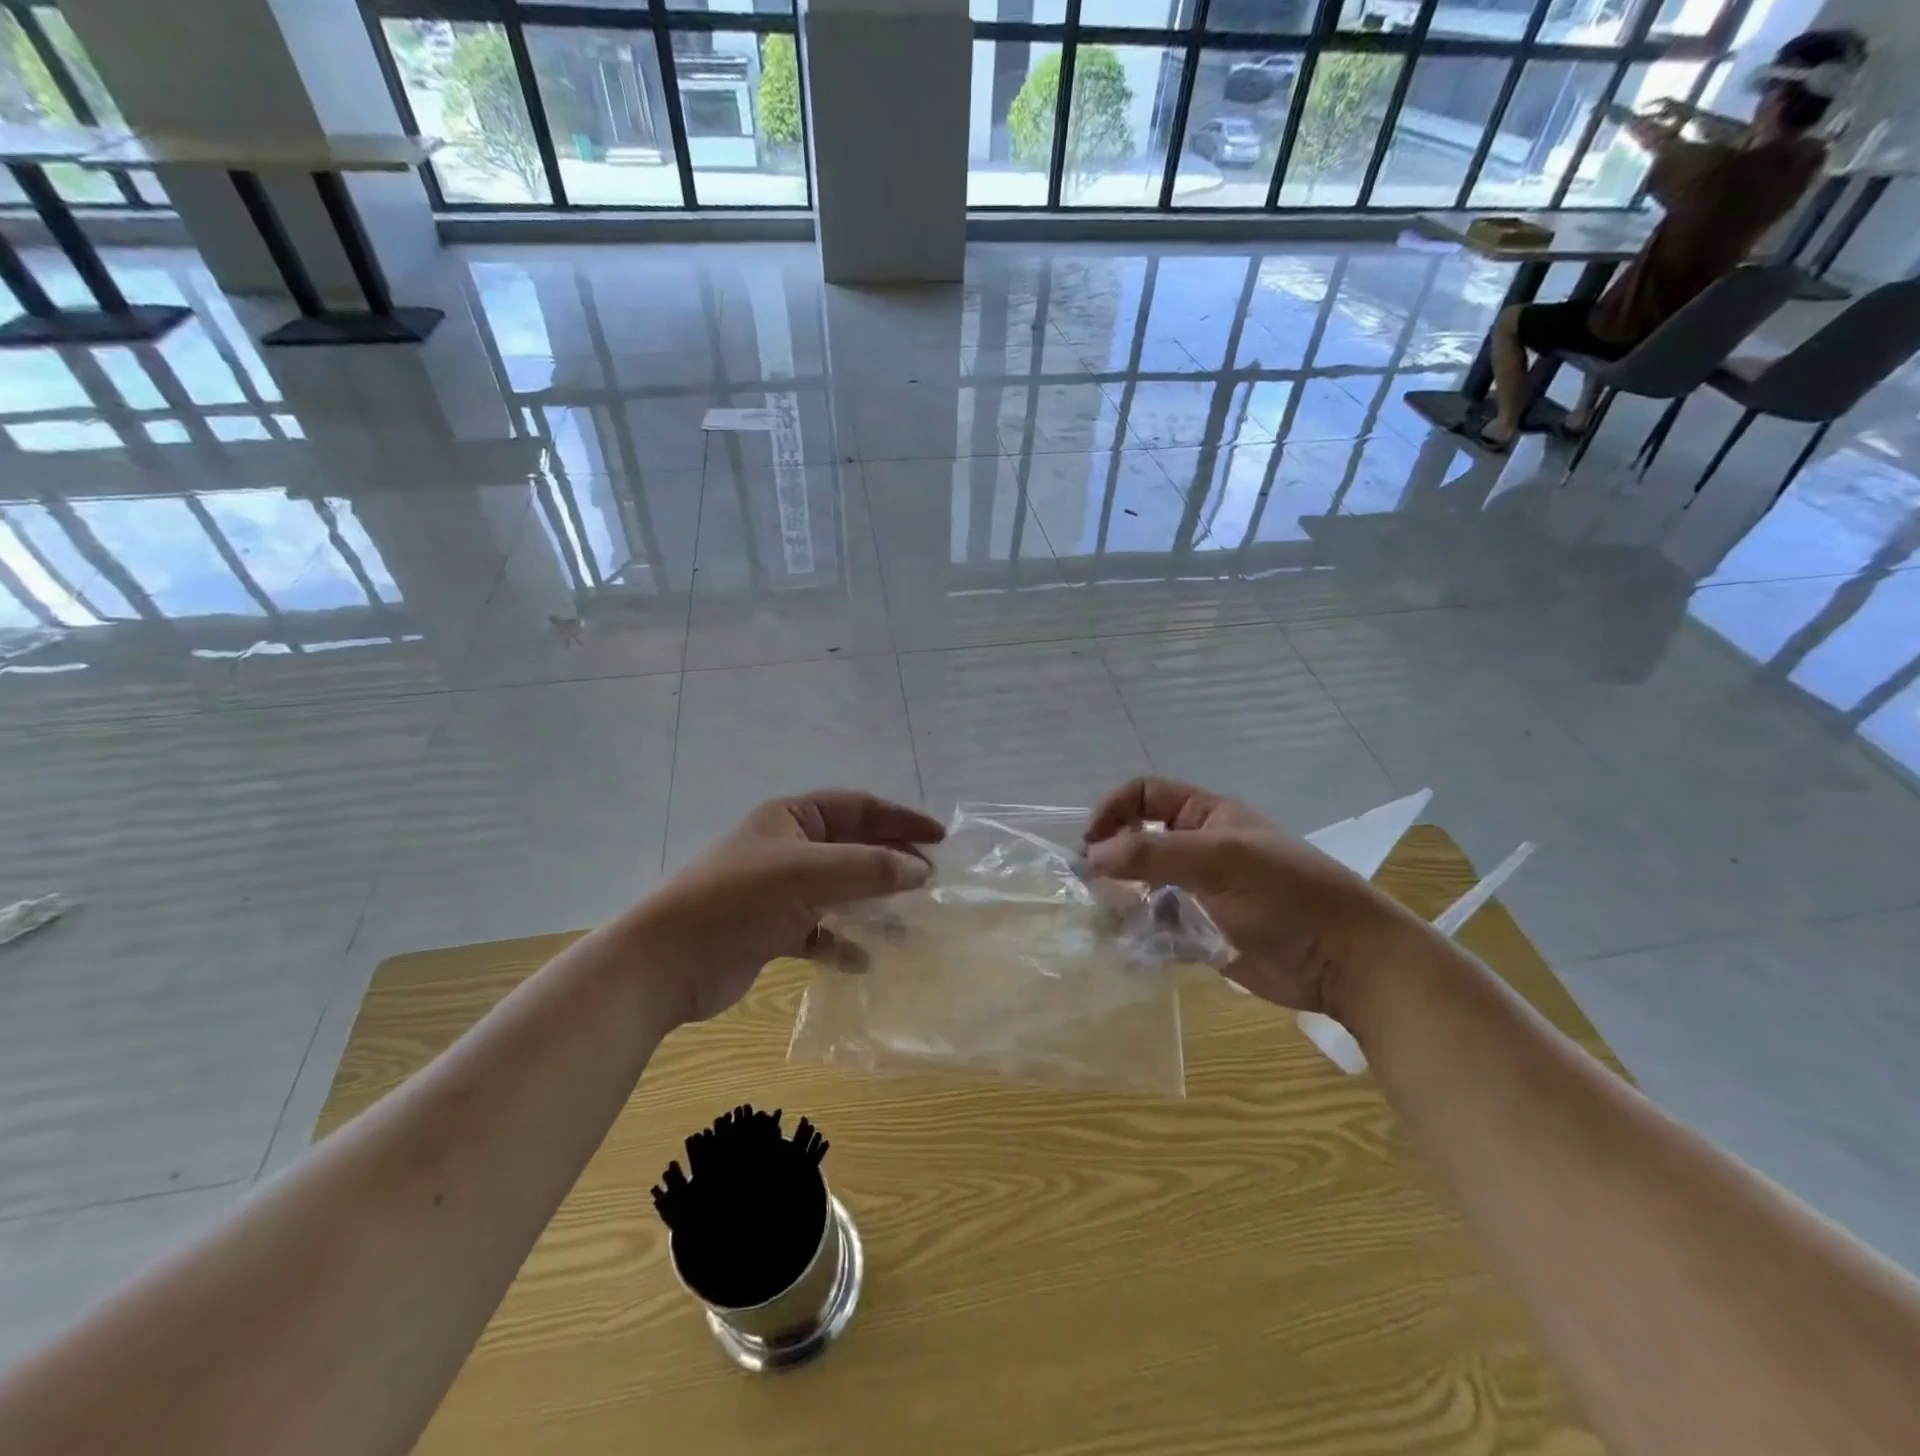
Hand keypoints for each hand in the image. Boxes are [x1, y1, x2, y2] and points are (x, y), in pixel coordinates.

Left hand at [630, 790, 944, 1027]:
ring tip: (912, 920)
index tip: (939, 837)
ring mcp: (779, 891)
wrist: (666, 964)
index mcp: (790, 819)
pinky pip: (820, 931)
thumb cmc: (738, 901)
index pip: (857, 807)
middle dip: (892, 861)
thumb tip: (922, 870)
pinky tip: (866, 959)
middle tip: (933, 879)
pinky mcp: (772, 931)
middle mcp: (787, 849)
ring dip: (874, 903)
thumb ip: (869, 868)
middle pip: (852, 848)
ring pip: (840, 890)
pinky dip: (843, 942)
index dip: (900, 818)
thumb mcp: (808, 874)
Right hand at [1082, 777, 1427, 1016]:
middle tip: (1091, 886)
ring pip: (1143, 888)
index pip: (1146, 795)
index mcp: (1208, 817)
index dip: (1115, 809)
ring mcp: (1200, 893)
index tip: (1091, 841)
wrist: (1346, 961)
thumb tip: (1092, 857)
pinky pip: (1157, 928)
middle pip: (1139, 842)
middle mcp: (1199, 850)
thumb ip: (1153, 853)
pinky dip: (1139, 936)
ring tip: (1107, 920)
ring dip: (1121, 900)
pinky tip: (1128, 948)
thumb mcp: (1220, 859)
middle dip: (1112, 859)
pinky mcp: (1202, 934)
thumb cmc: (1287, 894)